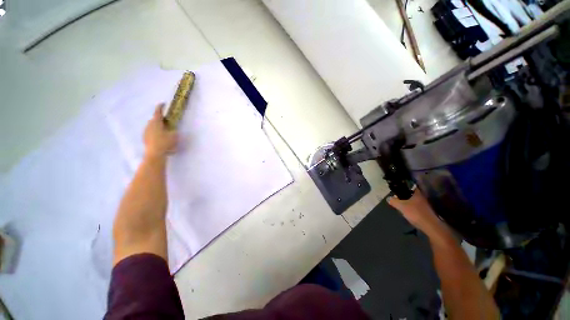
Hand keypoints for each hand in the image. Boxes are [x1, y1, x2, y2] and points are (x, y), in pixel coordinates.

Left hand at [143, 104, 177, 157]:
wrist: (154, 154)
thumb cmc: (165, 142)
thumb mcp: (174, 135)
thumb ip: (174, 130)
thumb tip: (173, 128)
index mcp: (156, 122)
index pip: (158, 112)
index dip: (160, 107)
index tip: (163, 103)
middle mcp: (149, 125)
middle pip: (154, 119)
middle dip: (160, 119)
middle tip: (167, 122)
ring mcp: (146, 132)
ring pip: (152, 126)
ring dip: (158, 127)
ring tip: (164, 131)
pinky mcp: (145, 138)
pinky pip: (151, 132)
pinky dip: (155, 133)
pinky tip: (160, 138)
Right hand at [388, 189, 444, 236]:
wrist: (430, 226)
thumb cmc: (415, 213)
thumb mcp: (401, 206)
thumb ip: (394, 201)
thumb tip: (388, 198)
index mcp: (417, 193)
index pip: (410, 186)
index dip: (403, 187)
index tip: (397, 189)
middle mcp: (422, 197)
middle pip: (412, 194)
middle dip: (405, 195)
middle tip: (398, 198)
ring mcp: (426, 204)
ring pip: (415, 200)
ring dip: (409, 202)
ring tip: (402, 206)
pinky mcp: (427, 211)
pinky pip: (417, 206)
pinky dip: (413, 207)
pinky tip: (408, 212)